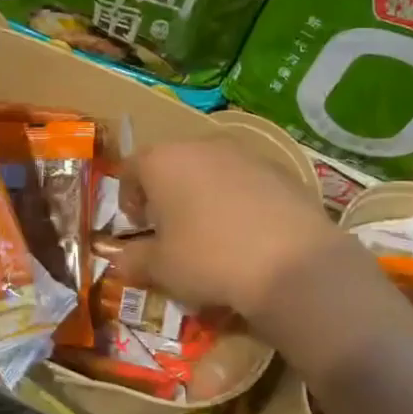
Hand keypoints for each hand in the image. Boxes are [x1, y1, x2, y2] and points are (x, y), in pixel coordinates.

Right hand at [111, 139, 342, 329]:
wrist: (292, 263)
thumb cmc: (209, 258)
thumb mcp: (161, 268)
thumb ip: (134, 259)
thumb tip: (119, 260)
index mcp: (162, 161)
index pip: (130, 169)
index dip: (128, 199)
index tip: (138, 228)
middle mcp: (201, 145)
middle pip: (173, 165)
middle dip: (168, 195)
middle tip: (173, 231)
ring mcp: (245, 153)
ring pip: (211, 170)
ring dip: (204, 195)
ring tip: (214, 234)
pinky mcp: (281, 169)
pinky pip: (247, 182)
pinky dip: (240, 201)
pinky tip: (250, 235)